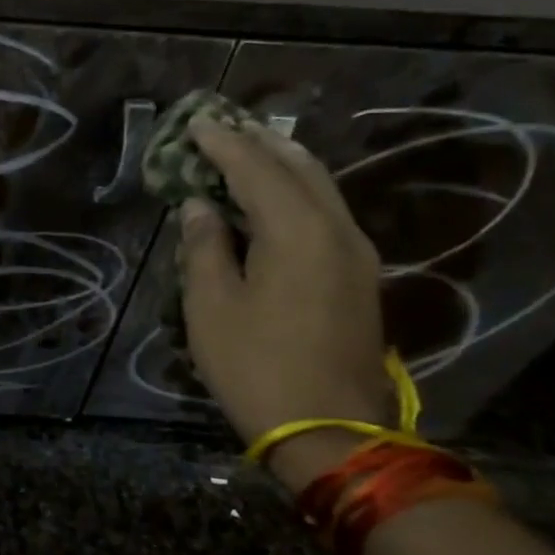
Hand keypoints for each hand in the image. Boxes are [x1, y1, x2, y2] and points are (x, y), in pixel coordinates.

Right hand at [179, 117, 392, 492]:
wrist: (330, 430)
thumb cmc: (256, 366)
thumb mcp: (212, 307)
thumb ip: (205, 247)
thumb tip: (199, 208)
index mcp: (298, 232)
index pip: (257, 169)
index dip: (223, 144)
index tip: (195, 123)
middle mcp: (337, 231)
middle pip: (300, 168)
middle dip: (260, 143)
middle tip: (225, 126)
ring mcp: (355, 254)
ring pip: (321, 189)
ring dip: (283, 164)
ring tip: (250, 148)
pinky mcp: (358, 277)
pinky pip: (326, 213)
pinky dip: (297, 193)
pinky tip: (275, 198)